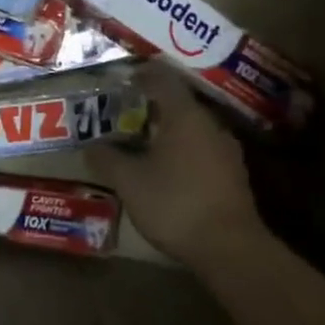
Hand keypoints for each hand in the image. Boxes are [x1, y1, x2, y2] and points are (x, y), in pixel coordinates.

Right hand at [94, 67, 268, 269]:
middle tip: (126, 114)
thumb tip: (90, 146)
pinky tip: (168, 169)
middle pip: (179, 103)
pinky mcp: (234, 175)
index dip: (142, 75)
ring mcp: (226, 150)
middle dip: (152, 106)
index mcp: (184, 115)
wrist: (230, 249)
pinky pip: (203, 149)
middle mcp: (209, 124)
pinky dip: (183, 151)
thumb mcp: (129, 181)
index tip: (124, 80)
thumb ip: (107, 158)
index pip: (163, 79)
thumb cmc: (175, 203)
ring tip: (143, 142)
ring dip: (169, 130)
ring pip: (192, 128)